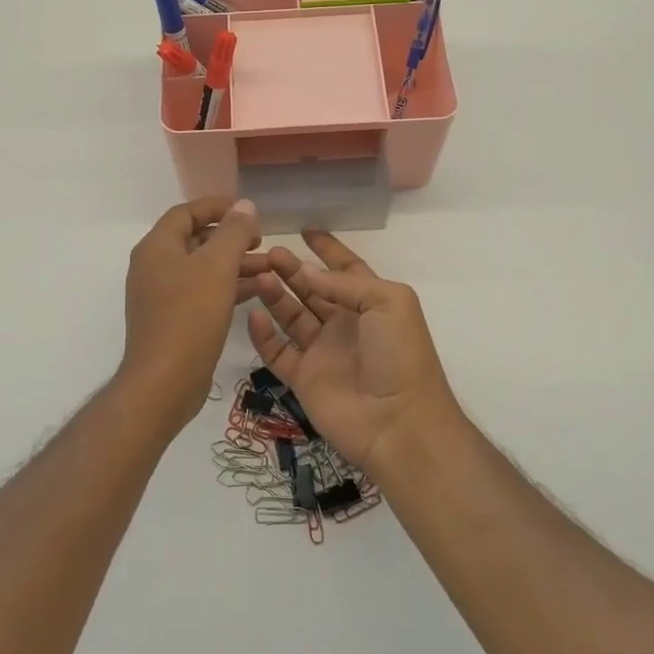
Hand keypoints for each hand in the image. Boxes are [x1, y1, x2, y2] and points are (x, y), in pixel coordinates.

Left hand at [119, 197, 264, 424]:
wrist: (164, 382)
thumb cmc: (190, 316)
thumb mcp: (217, 267)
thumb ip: (233, 232)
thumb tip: (244, 205)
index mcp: (157, 247)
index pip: (186, 212)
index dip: (217, 206)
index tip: (248, 211)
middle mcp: (154, 266)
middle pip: (195, 239)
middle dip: (230, 237)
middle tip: (261, 240)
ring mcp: (161, 295)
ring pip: (202, 268)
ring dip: (234, 263)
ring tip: (269, 267)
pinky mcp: (172, 319)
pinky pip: (202, 292)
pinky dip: (227, 287)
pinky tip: (257, 291)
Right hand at [247, 231, 460, 471]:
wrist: (398, 423)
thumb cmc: (400, 355)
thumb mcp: (388, 302)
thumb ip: (345, 283)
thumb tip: (305, 270)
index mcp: (371, 303)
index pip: (346, 269)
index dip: (328, 250)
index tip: (305, 230)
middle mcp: (344, 324)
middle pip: (312, 289)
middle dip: (292, 269)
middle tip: (268, 252)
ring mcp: (322, 352)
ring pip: (291, 315)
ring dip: (275, 294)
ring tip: (259, 274)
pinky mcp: (303, 378)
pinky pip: (277, 351)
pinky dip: (263, 334)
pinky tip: (254, 314)